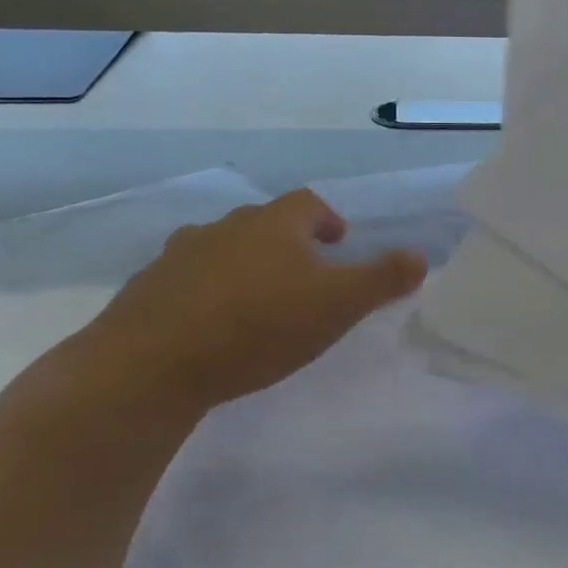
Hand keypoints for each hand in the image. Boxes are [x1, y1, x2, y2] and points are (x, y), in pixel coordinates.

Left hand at [74, 189, 426, 418]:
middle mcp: (225, 228)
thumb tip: (421, 257)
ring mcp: (180, 257)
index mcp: (274, 225)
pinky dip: (206, 292)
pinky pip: (187, 281)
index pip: (308, 204)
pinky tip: (212, 325)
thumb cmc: (259, 325)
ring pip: (221, 249)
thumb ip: (382, 279)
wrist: (151, 363)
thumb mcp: (337, 305)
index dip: (327, 219)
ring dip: (244, 264)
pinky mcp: (147, 291)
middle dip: (287, 242)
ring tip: (258, 298)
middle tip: (305, 273)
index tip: (338, 241)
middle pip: (263, 223)